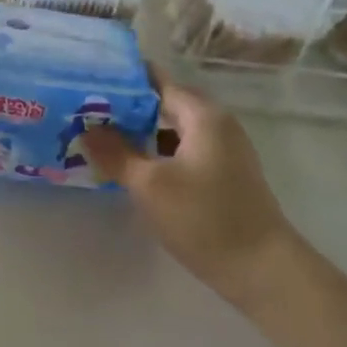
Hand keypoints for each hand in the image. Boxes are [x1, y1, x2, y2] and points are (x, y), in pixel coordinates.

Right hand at [81, 74, 295, 309]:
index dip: (124, 80)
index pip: (158, 82)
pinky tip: (131, 167)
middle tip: (86, 113)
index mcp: (203, 116)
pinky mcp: (222, 175)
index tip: (89, 82)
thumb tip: (87, 129)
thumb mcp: (150, 185)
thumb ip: (116, 153)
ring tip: (100, 138)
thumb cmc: (203, 218)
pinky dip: (157, 153)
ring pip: (173, 130)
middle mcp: (217, 124)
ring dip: (141, 133)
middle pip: (166, 104)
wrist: (259, 266)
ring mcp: (222, 151)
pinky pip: (182, 151)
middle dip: (127, 108)